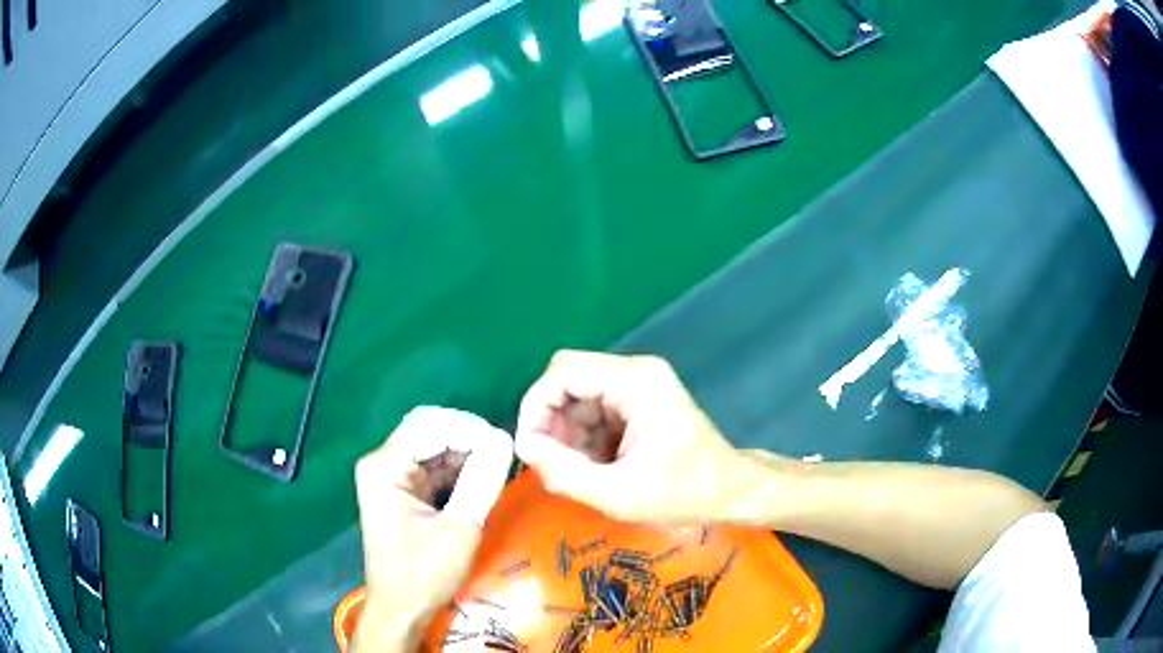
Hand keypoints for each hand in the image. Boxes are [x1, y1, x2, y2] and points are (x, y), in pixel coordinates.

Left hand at [352, 407, 513, 651]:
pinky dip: (457, 471)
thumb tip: (505, 438)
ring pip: (433, 447)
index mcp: (385, 467)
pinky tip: (480, 481)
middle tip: (502, 456)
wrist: (400, 609)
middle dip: (468, 439)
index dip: (470, 430)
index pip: (431, 425)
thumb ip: (481, 480)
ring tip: (497, 469)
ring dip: (465, 455)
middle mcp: (382, 463)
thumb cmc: (424, 574)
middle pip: (430, 430)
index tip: (505, 446)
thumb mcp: (460, 528)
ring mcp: (389, 476)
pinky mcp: (400, 490)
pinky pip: (432, 467)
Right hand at [514, 350, 759, 524]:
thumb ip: (565, 472)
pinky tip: (594, 464)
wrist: (731, 491)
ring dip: (567, 430)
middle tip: (551, 462)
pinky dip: (584, 434)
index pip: (563, 372)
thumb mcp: (619, 494)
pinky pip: (595, 406)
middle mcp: (636, 371)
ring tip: (576, 469)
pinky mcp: (640, 398)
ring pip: (579, 393)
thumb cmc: (683, 494)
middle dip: (551, 419)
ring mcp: (640, 383)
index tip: (529, 448)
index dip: (535, 406)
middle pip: (568, 378)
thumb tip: (523, 446)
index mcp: (636, 382)